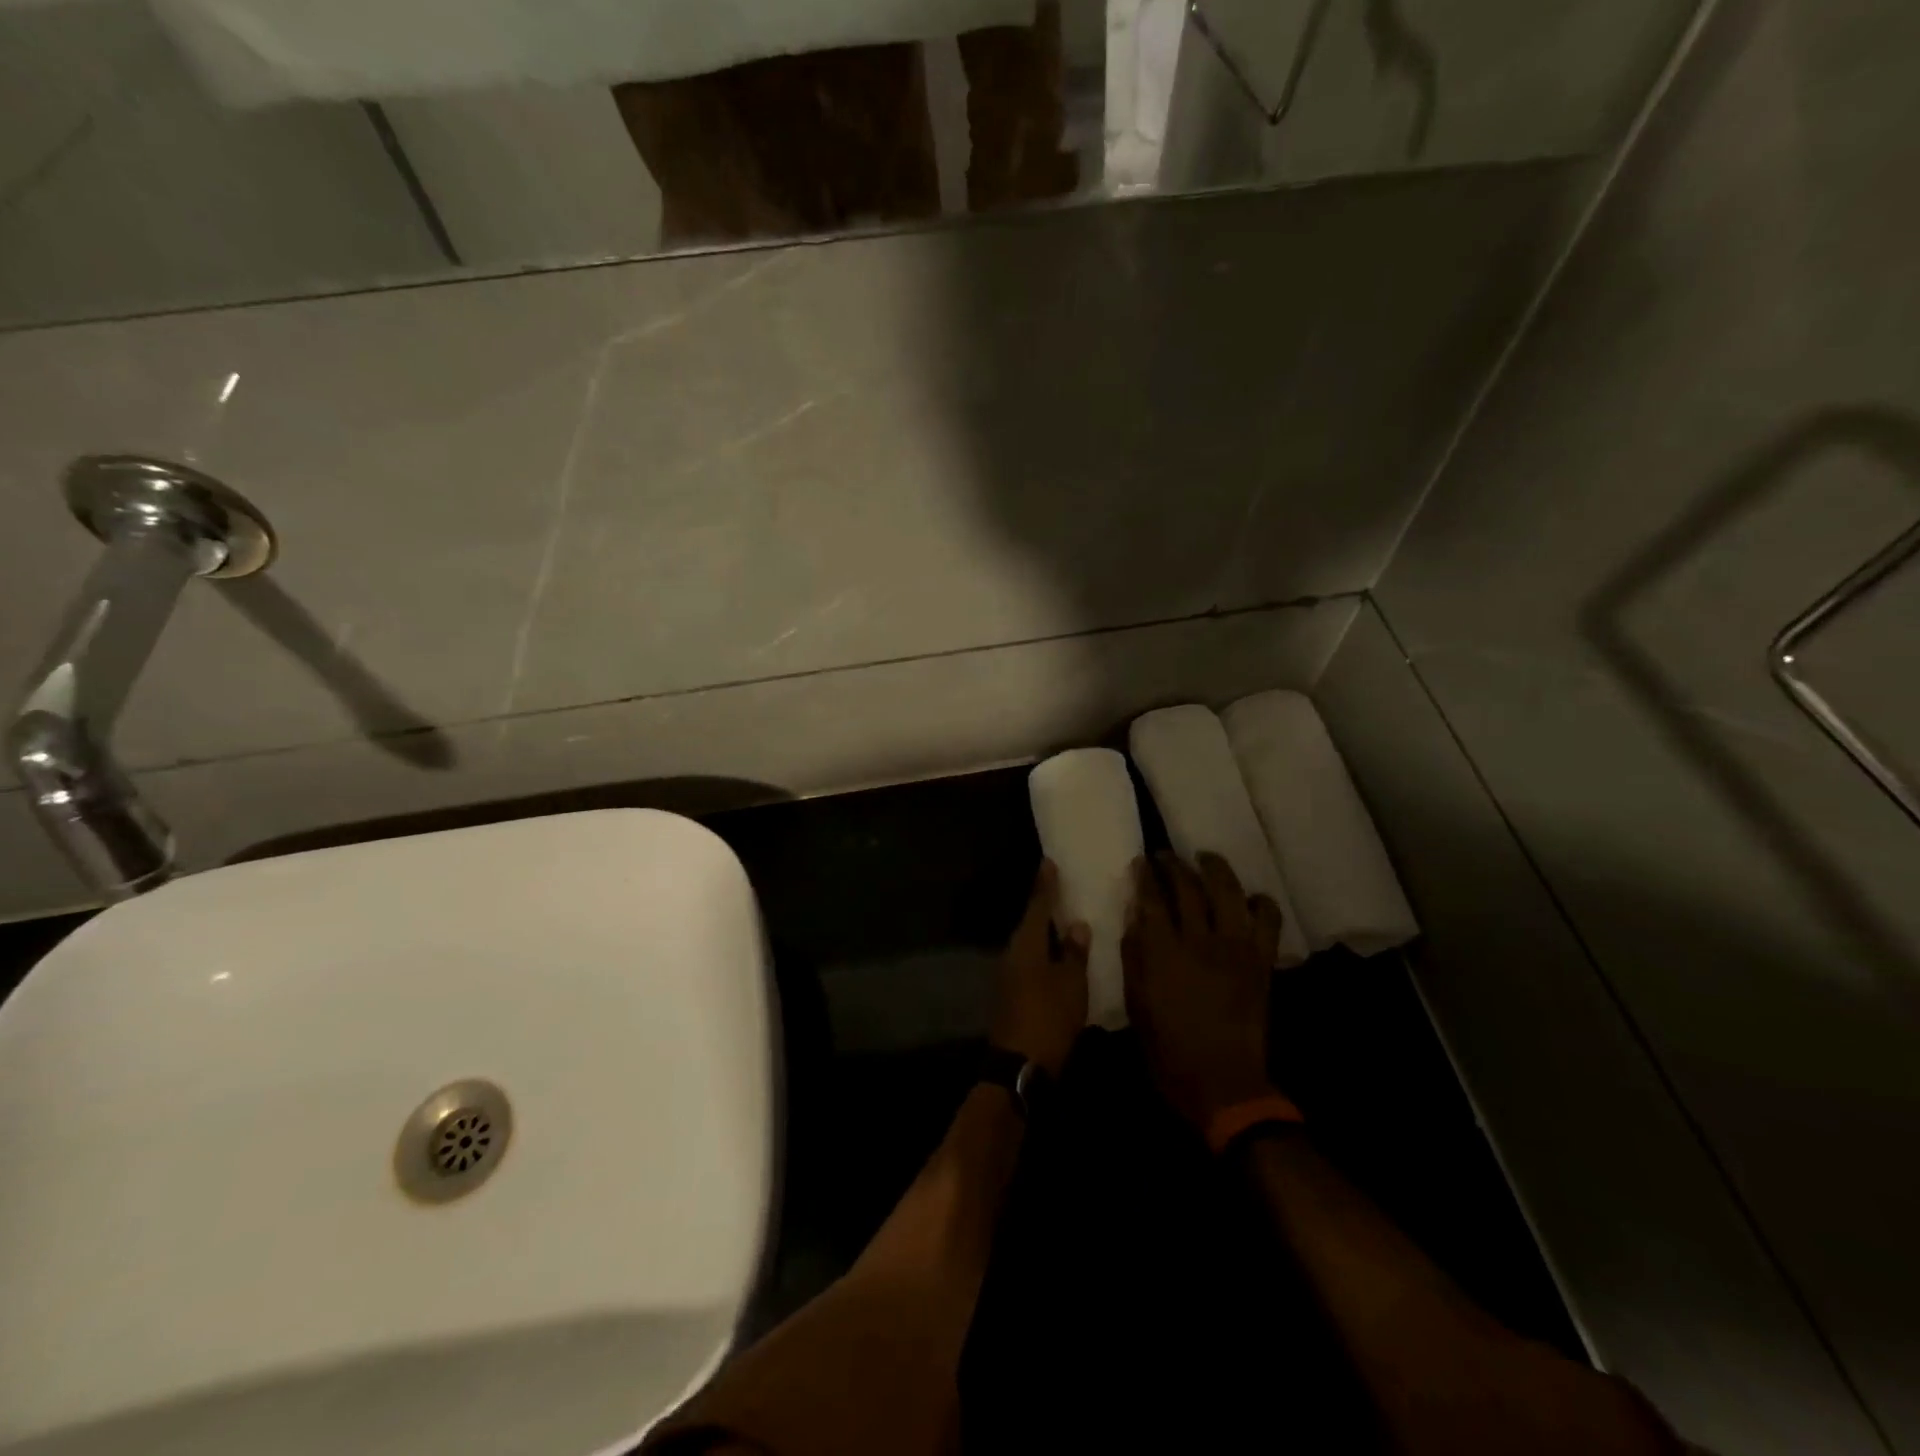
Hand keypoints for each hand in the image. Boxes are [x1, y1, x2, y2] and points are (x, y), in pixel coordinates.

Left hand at [990, 860, 1089, 1075]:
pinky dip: (1043, 953)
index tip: (1048, 863)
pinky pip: (1029, 962)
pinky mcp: (1011, 994)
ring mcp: (1008, 975)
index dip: (1045, 885)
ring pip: (1029, 943)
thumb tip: (1076, 924)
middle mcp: (1012, 953)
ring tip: (1065, 921)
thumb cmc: (1049, 1017)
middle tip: (1062, 890)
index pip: (1037, 905)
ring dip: (1044, 932)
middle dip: (1045, 907)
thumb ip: (1074, 953)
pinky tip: (1057, 957)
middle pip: (1030, 923)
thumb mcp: (1071, 984)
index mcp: (1026, 943)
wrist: (1019, 1065)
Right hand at [1122, 852, 1285, 1132]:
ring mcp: (1236, 949)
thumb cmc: (1168, 1050)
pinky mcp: (1261, 962)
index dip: (1146, 876)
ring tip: (1206, 858)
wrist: (1223, 1083)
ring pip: (1228, 892)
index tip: (1141, 862)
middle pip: (1188, 888)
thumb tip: (1135, 919)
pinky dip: (1261, 903)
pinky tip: (1250, 898)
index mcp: (1164, 952)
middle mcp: (1200, 941)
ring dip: (1216, 869)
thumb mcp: (1136, 1005)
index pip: (1152, 899)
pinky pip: (1268, 921)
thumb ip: (1134, 957)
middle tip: (1165, 855)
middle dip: (1174, 865)